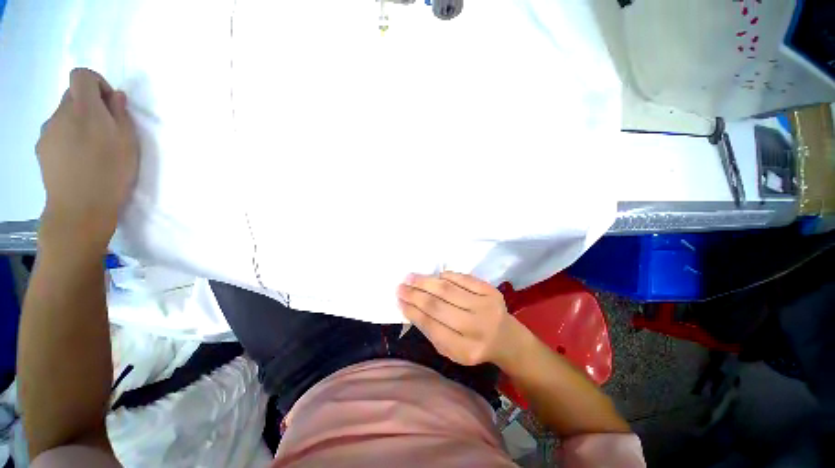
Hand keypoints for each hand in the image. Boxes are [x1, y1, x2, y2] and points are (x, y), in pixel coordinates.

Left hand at [36, 68, 138, 252]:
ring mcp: (47, 131)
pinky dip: (67, 137)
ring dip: (77, 123)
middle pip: (72, 95)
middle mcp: (60, 114)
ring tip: (90, 149)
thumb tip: (115, 97)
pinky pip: (55, 132)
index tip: (109, 103)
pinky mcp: (41, 148)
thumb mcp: (128, 143)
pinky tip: (77, 159)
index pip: (81, 76)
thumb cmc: (111, 174)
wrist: (79, 208)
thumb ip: (120, 114)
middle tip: (104, 130)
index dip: (96, 83)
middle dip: (89, 105)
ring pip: (63, 115)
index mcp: (84, 109)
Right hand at [397, 272, 529, 367]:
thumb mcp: (452, 350)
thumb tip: (410, 307)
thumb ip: (432, 331)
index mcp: (465, 349)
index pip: (432, 326)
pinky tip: (435, 276)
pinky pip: (463, 279)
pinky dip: (447, 276)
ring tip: (411, 277)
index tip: (399, 300)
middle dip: (415, 295)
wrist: (507, 338)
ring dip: (426, 282)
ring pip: (448, 289)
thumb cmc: (474, 346)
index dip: (413, 312)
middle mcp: (476, 327)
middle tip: (400, 286)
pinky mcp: (491, 291)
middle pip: (438, 306)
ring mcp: (486, 306)